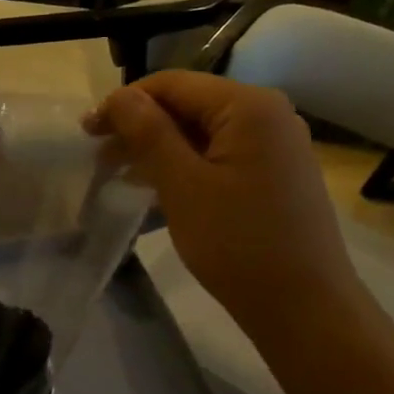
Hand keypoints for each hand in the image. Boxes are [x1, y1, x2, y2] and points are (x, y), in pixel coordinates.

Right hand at [91, 72, 362, 346]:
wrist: (305, 309)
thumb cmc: (239, 244)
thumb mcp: (182, 185)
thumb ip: (148, 133)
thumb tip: (120, 95)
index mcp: (249, 106)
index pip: (173, 84)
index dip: (125, 102)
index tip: (87, 132)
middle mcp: (268, 114)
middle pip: (189, 104)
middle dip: (140, 126)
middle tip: (98, 156)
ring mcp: (276, 145)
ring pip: (202, 132)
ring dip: (158, 147)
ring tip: (119, 174)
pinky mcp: (275, 173)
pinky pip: (220, 154)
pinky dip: (185, 164)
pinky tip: (157, 186)